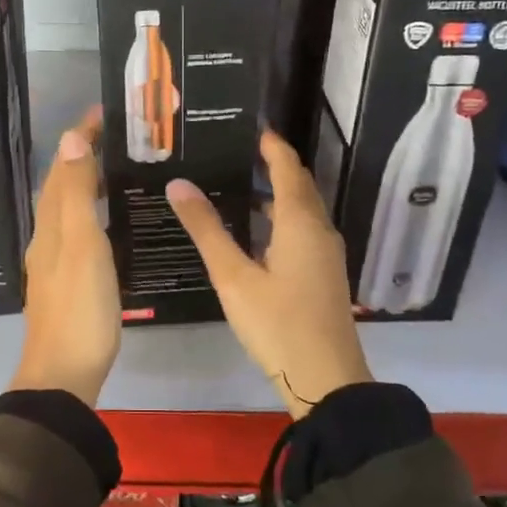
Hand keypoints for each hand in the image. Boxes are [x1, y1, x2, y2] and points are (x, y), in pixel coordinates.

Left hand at [11, 108, 120, 406]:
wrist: (63, 374)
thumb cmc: (80, 308)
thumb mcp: (83, 246)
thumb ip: (77, 195)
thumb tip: (70, 140)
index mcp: (51, 226)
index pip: (64, 169)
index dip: (80, 139)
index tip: (102, 113)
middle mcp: (47, 238)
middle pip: (60, 187)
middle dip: (81, 156)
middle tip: (114, 137)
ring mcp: (54, 262)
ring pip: (66, 210)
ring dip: (84, 183)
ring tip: (113, 169)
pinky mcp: (66, 282)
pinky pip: (75, 231)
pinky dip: (88, 212)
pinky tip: (105, 223)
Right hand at [166, 131, 370, 418]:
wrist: (327, 379)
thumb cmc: (277, 324)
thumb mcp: (233, 277)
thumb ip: (207, 229)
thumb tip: (179, 184)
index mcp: (300, 222)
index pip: (287, 166)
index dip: (270, 145)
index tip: (248, 126)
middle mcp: (319, 229)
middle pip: (298, 184)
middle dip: (272, 164)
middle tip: (235, 151)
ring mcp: (326, 253)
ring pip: (302, 209)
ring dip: (276, 193)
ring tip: (238, 186)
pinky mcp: (324, 273)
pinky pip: (303, 230)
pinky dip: (281, 218)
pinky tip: (255, 233)